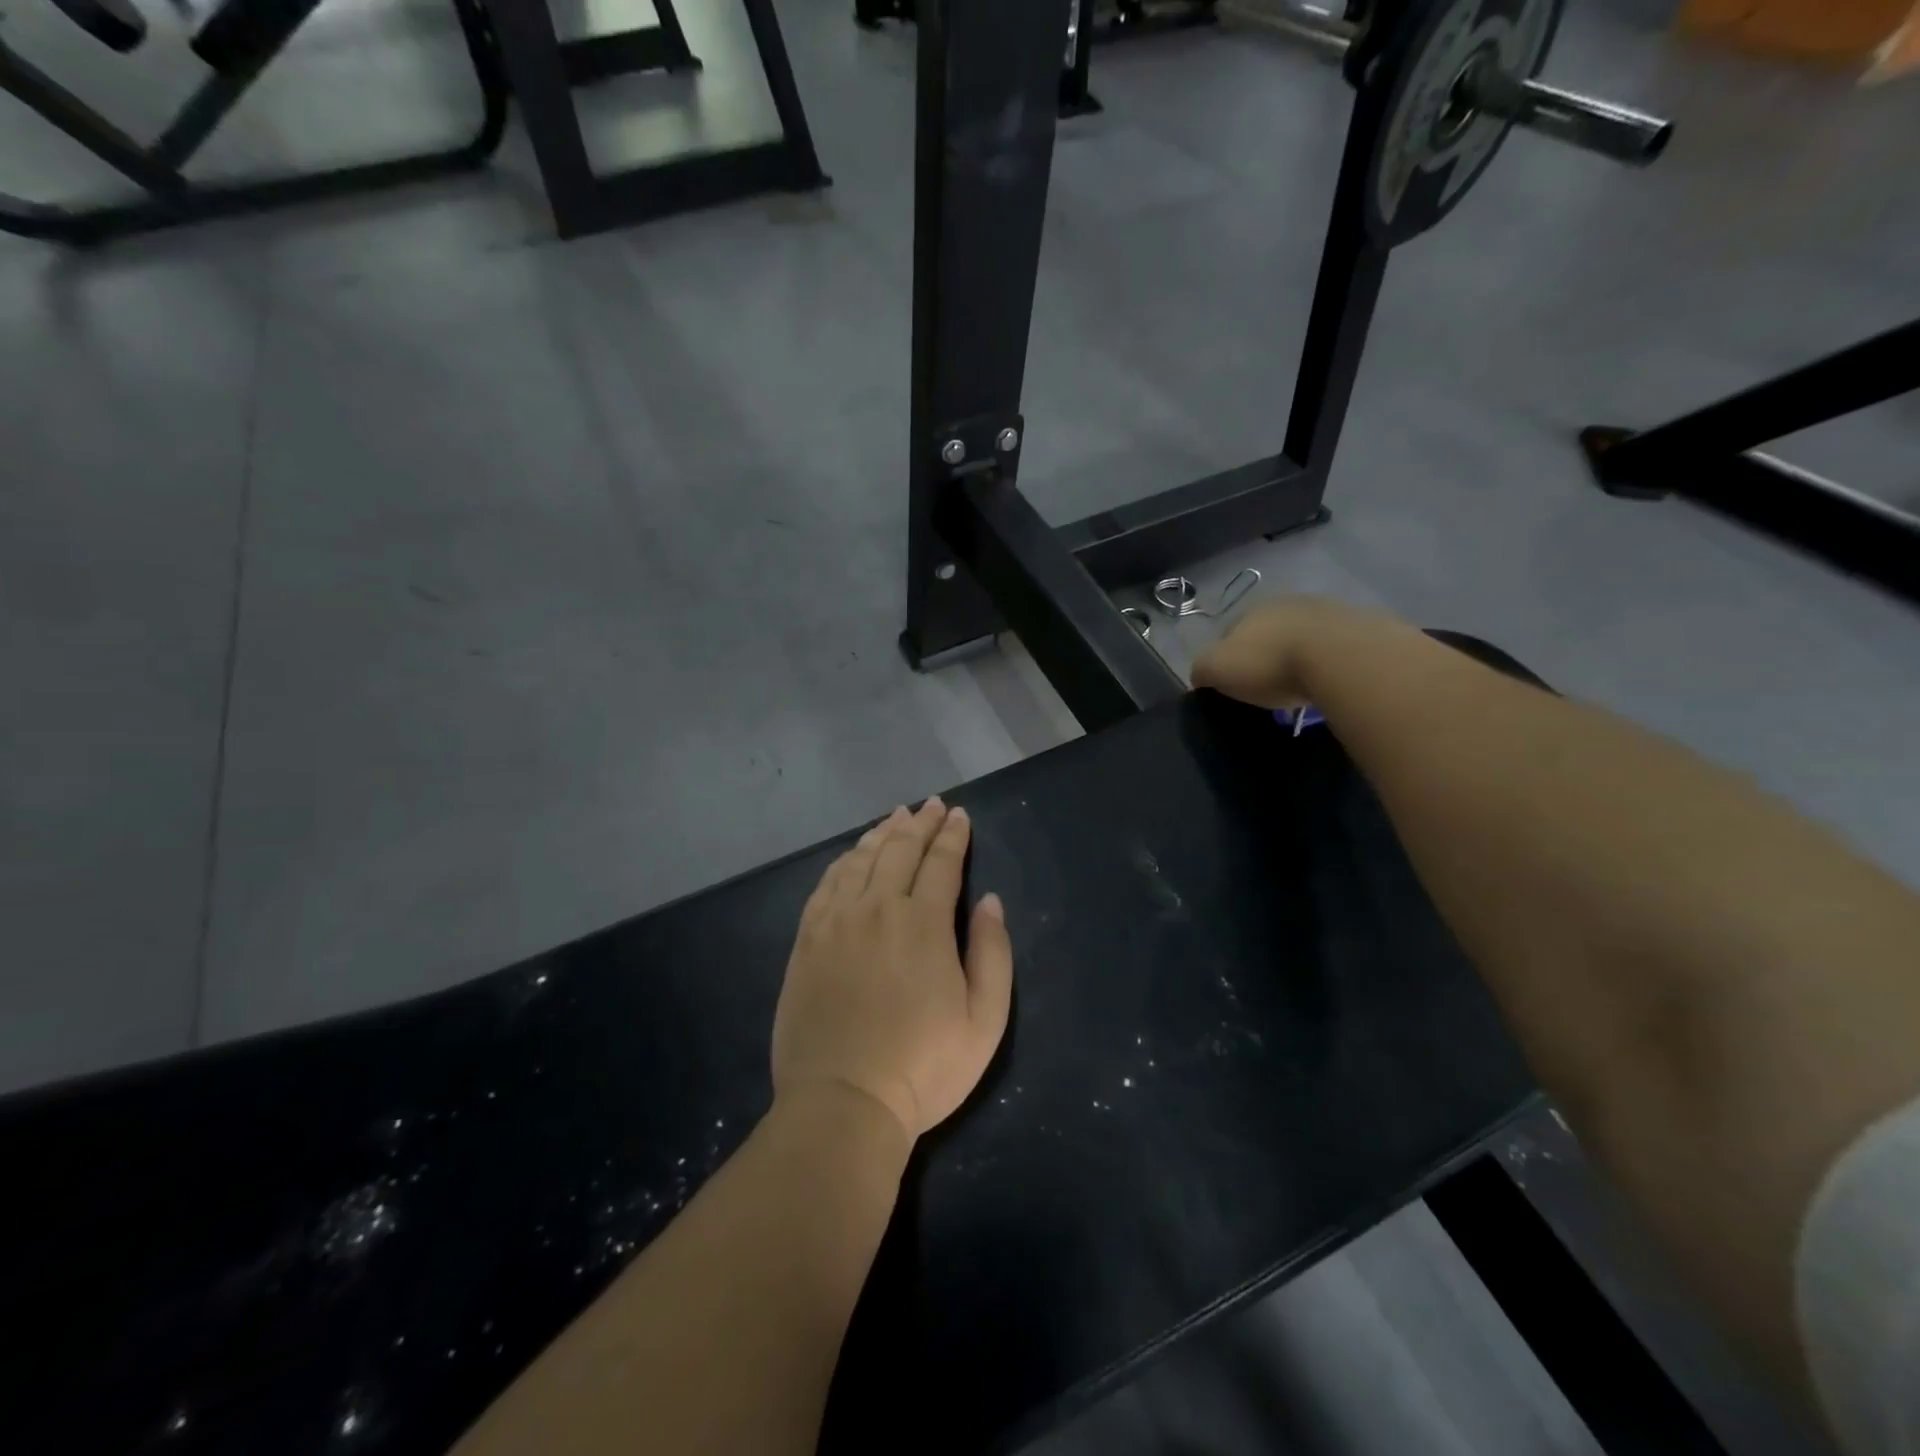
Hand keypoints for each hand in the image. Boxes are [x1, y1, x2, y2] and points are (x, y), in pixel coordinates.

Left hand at [771, 798, 1013, 1145]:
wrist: (843, 1102)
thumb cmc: (924, 1067)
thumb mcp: (985, 1019)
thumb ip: (992, 952)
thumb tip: (989, 901)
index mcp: (924, 923)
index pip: (941, 862)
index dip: (953, 835)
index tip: (960, 815)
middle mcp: (878, 908)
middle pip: (900, 850)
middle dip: (920, 823)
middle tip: (932, 805)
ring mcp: (836, 922)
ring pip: (861, 859)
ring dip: (882, 833)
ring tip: (896, 817)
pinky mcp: (807, 940)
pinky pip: (826, 884)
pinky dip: (844, 860)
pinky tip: (853, 855)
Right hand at [1191, 596, 1399, 708]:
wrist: (1341, 656)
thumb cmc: (1269, 663)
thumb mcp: (1217, 669)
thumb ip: (1202, 670)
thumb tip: (1200, 677)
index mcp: (1248, 612)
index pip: (1228, 634)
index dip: (1226, 660)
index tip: (1232, 686)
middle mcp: (1285, 603)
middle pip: (1267, 633)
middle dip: (1264, 655)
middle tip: (1267, 686)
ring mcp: (1326, 611)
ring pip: (1302, 637)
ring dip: (1298, 657)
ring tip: (1301, 686)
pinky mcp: (1359, 626)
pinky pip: (1334, 647)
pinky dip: (1328, 662)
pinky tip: (1328, 681)